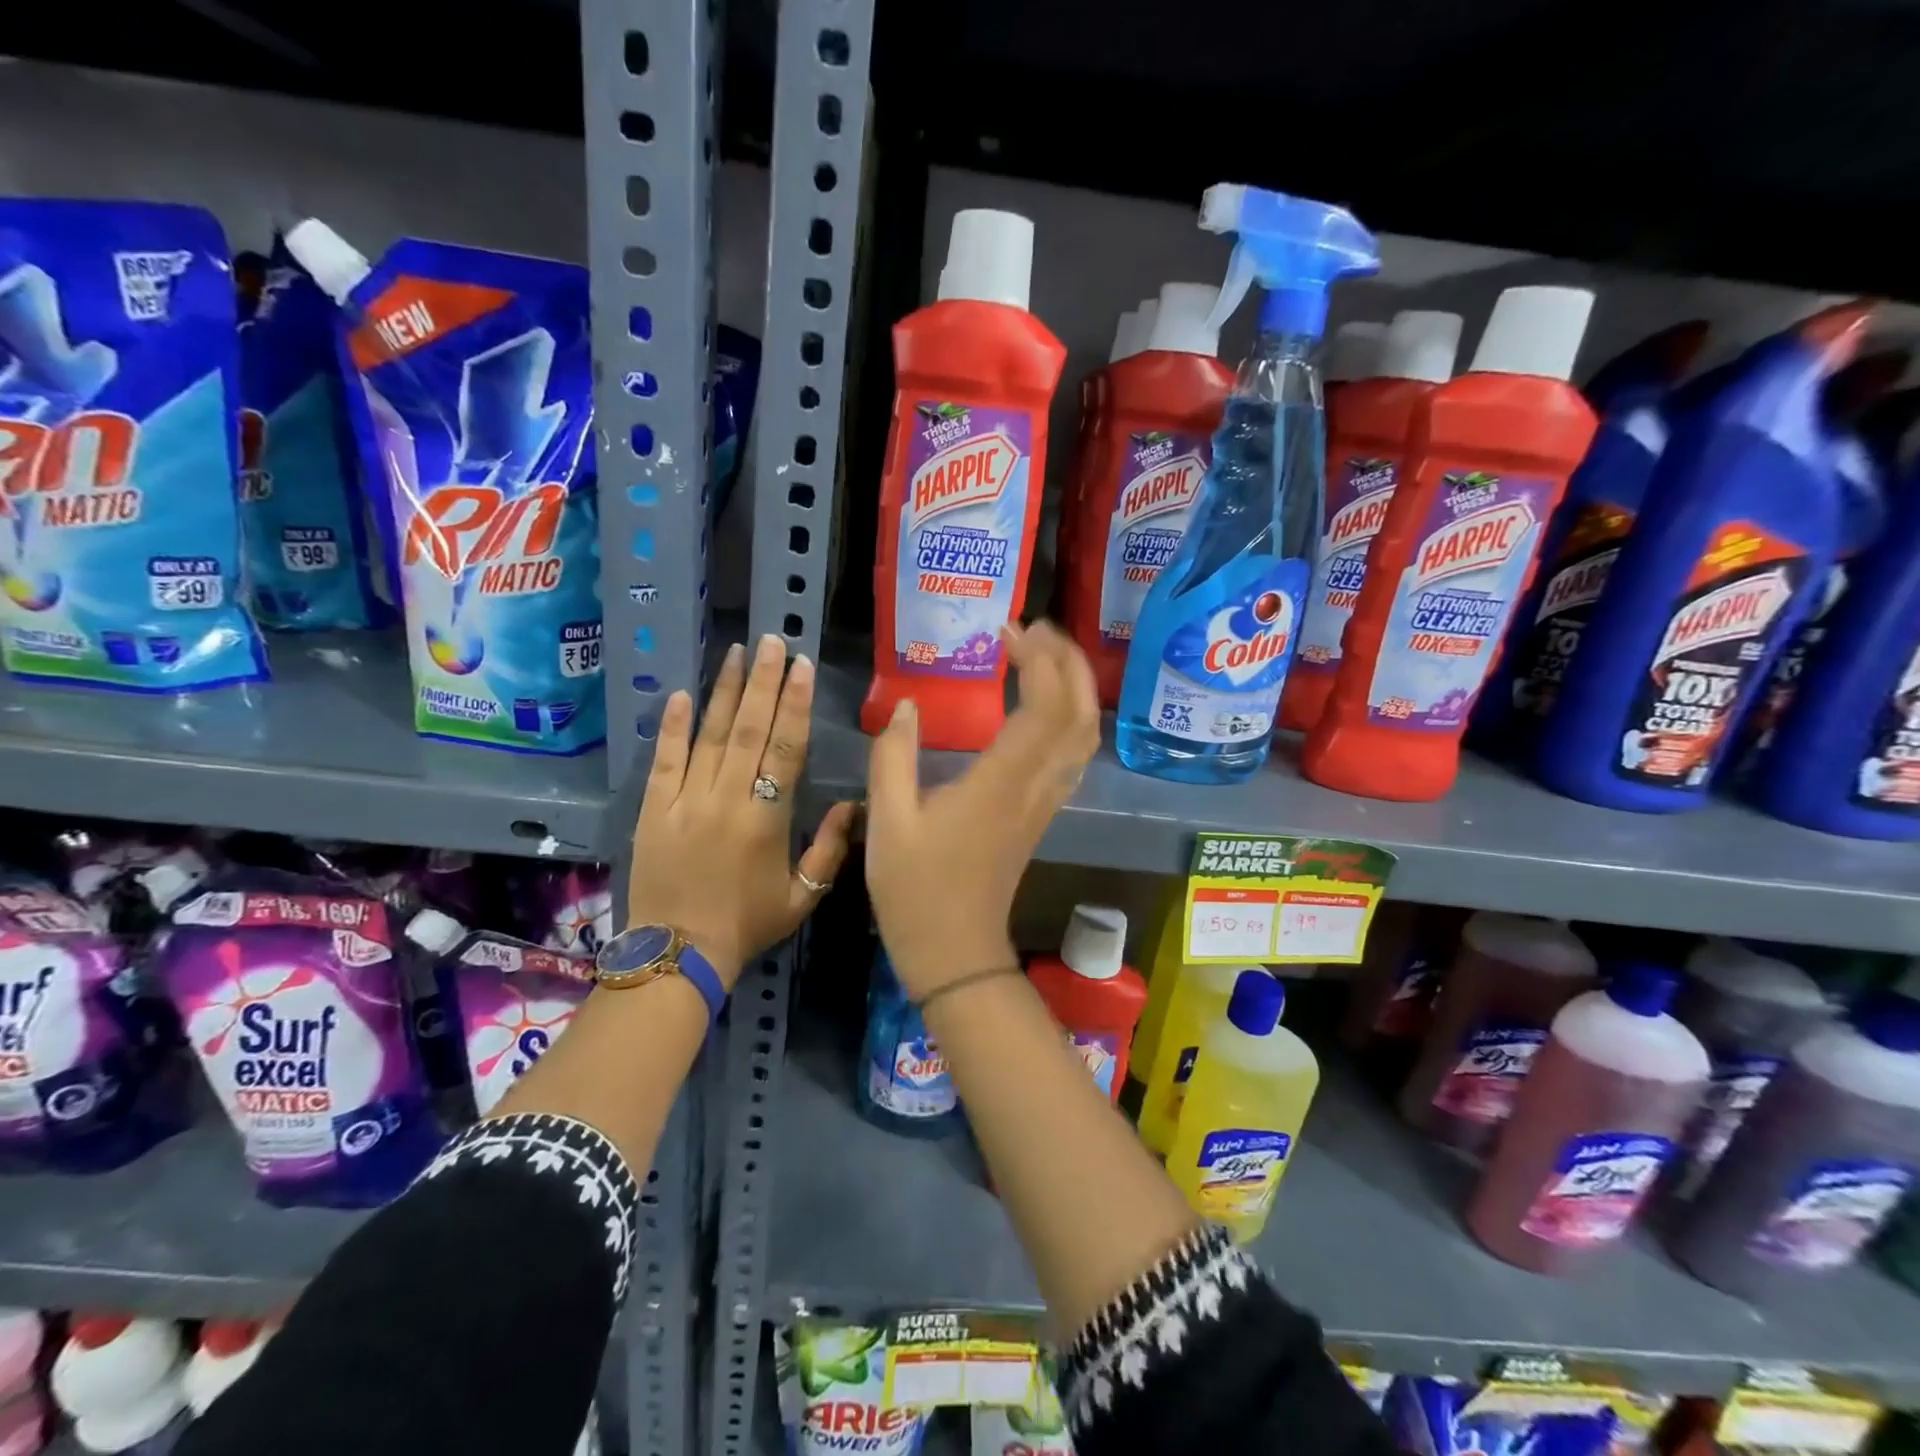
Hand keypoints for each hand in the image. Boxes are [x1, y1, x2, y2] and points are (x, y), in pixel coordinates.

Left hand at [628, 634, 855, 985]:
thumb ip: (829, 849)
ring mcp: (685, 801)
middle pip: (747, 730)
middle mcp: (727, 799)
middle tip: (771, 641)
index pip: (785, 749)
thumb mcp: (801, 896)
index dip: (794, 705)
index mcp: (766, 819)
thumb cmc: (747, 925)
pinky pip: (664, 761)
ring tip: (735, 653)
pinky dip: (672, 727)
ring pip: (708, 736)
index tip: (801, 667)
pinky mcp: (654, 809)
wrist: (676, 955)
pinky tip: (682, 694)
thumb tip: (854, 804)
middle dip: (762, 682)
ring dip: (723, 692)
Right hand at [865, 621, 1100, 998]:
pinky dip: (1070, 717)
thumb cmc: (916, 891)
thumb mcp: (887, 822)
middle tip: (1036, 629)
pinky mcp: (1042, 814)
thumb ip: (892, 757)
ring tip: (1044, 654)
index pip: (1044, 707)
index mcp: (1000, 783)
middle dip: (1069, 662)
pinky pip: (1073, 756)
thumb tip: (905, 706)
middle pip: (1080, 714)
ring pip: (1085, 736)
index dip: (1039, 660)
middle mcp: (1035, 787)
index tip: (1010, 630)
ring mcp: (1045, 802)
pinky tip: (1044, 704)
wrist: (955, 953)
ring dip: (1075, 687)